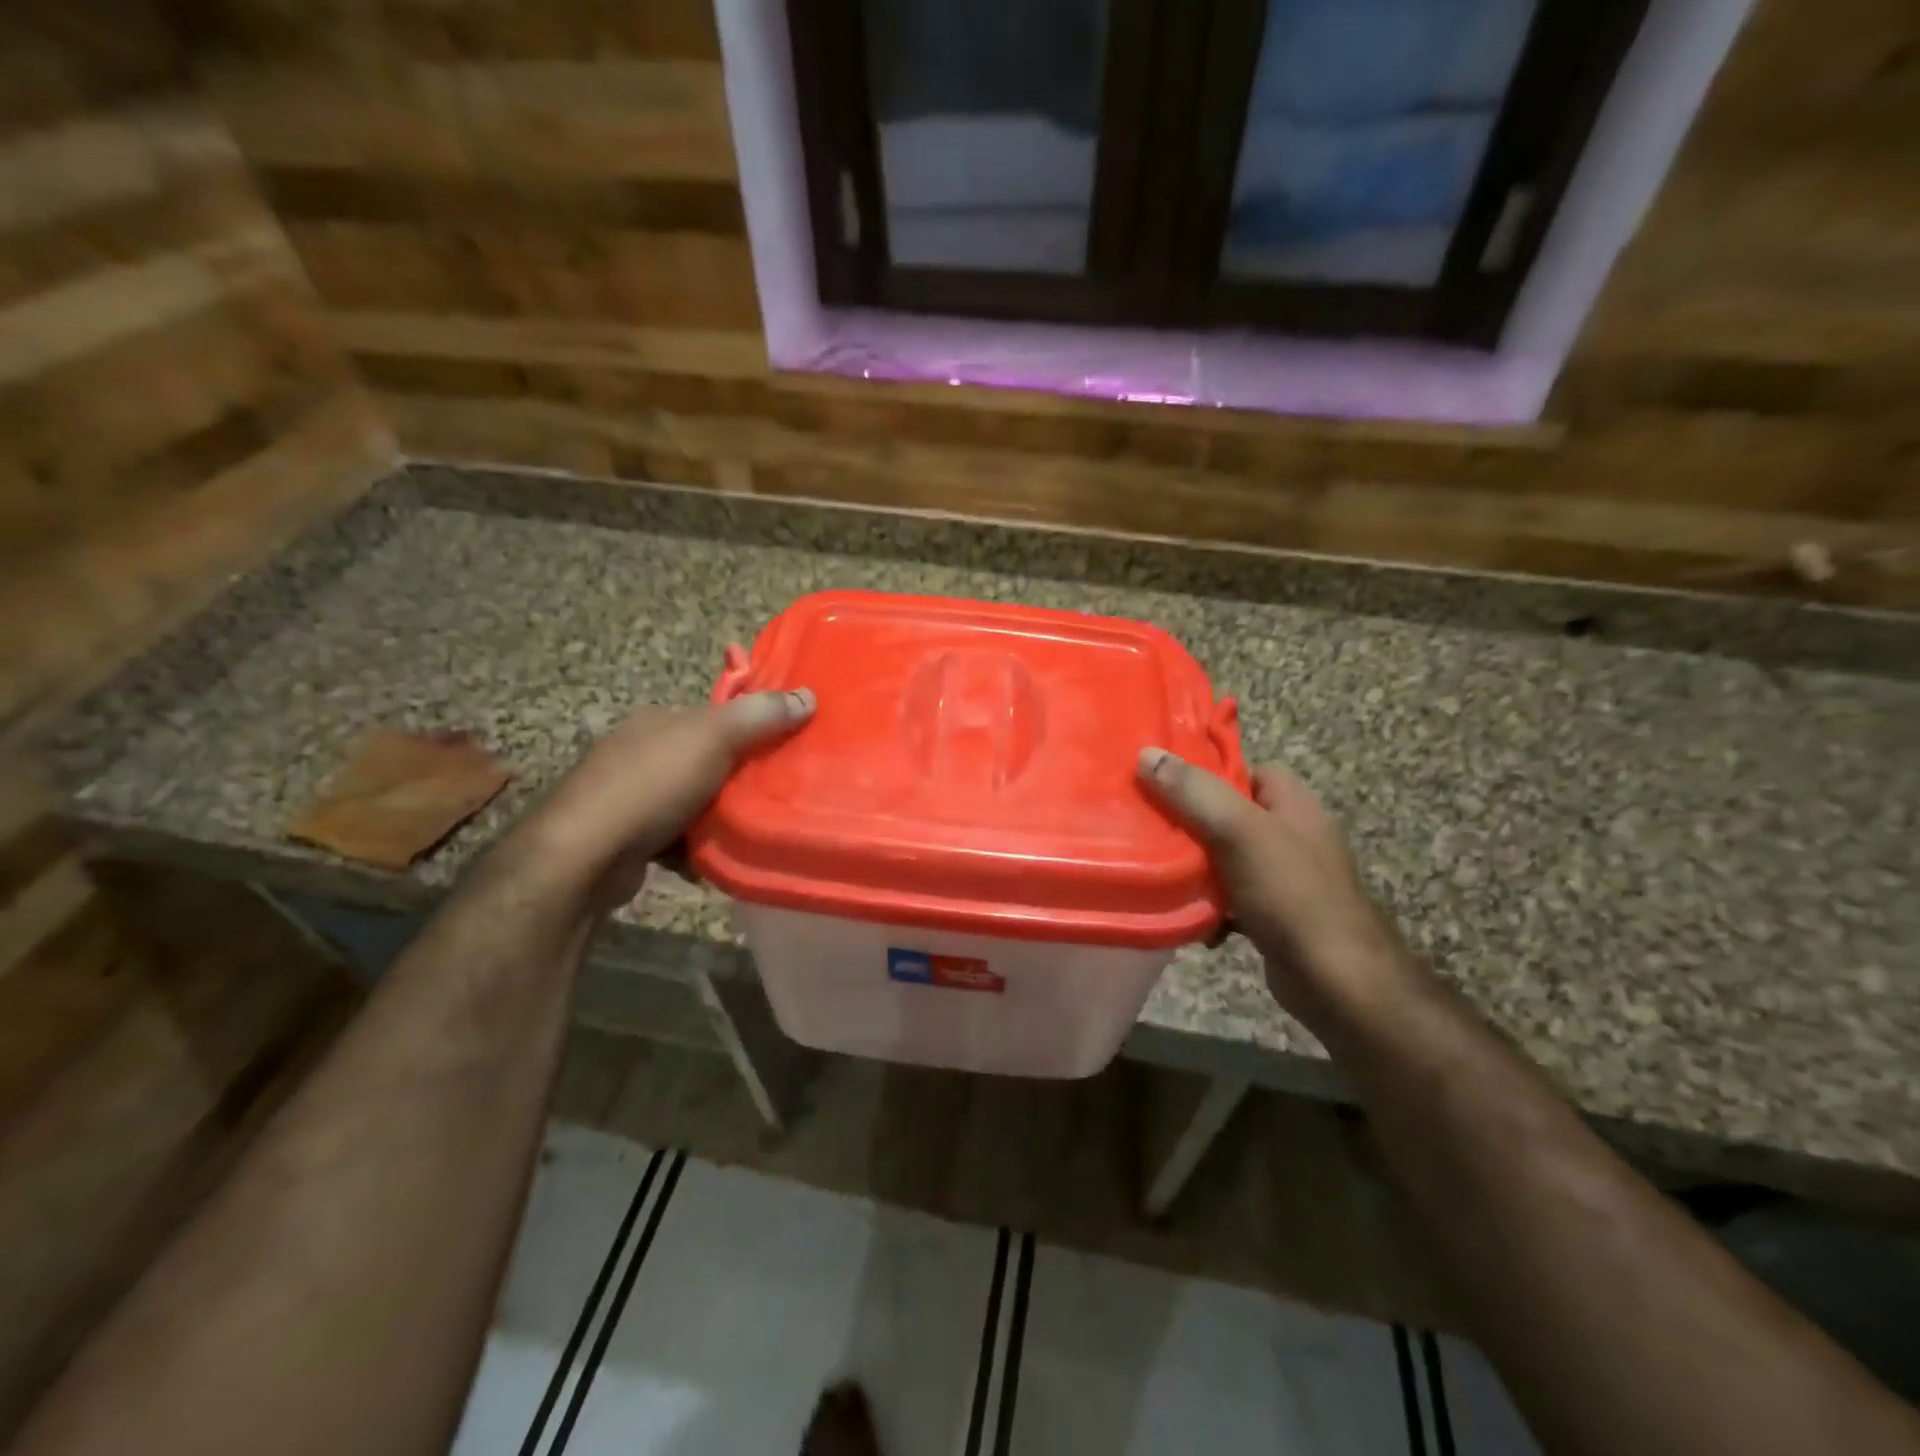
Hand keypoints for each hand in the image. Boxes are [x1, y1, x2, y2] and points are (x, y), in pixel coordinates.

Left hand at [514, 689, 814, 913]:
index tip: (783, 748)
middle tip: (776, 794)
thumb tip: (808, 696)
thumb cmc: (651, 785)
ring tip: (754, 830)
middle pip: (706, 760)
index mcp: (657, 721)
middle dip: (737, 777)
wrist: (586, 856)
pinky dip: (696, 848)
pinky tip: (716, 859)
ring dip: (718, 817)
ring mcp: (630, 798)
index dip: (749, 729)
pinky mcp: (628, 839)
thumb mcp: (714, 738)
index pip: (713, 718)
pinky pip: (677, 838)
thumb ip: (760, 716)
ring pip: (693, 802)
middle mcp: (640, 753)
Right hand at [1138, 746, 1423, 1036]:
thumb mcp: (1239, 832)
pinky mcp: (1273, 914)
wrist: (1337, 981)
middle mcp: (1290, 833)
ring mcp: (1283, 877)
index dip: (1204, 772)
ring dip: (1194, 869)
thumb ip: (1194, 791)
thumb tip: (1146, 753)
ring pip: (1224, 858)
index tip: (1160, 781)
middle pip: (1228, 814)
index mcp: (1292, 803)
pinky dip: (1209, 907)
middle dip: (1189, 822)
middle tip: (1146, 826)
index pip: (1244, 769)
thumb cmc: (1292, 894)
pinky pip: (1230, 899)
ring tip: (1157, 871)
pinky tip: (1190, 920)